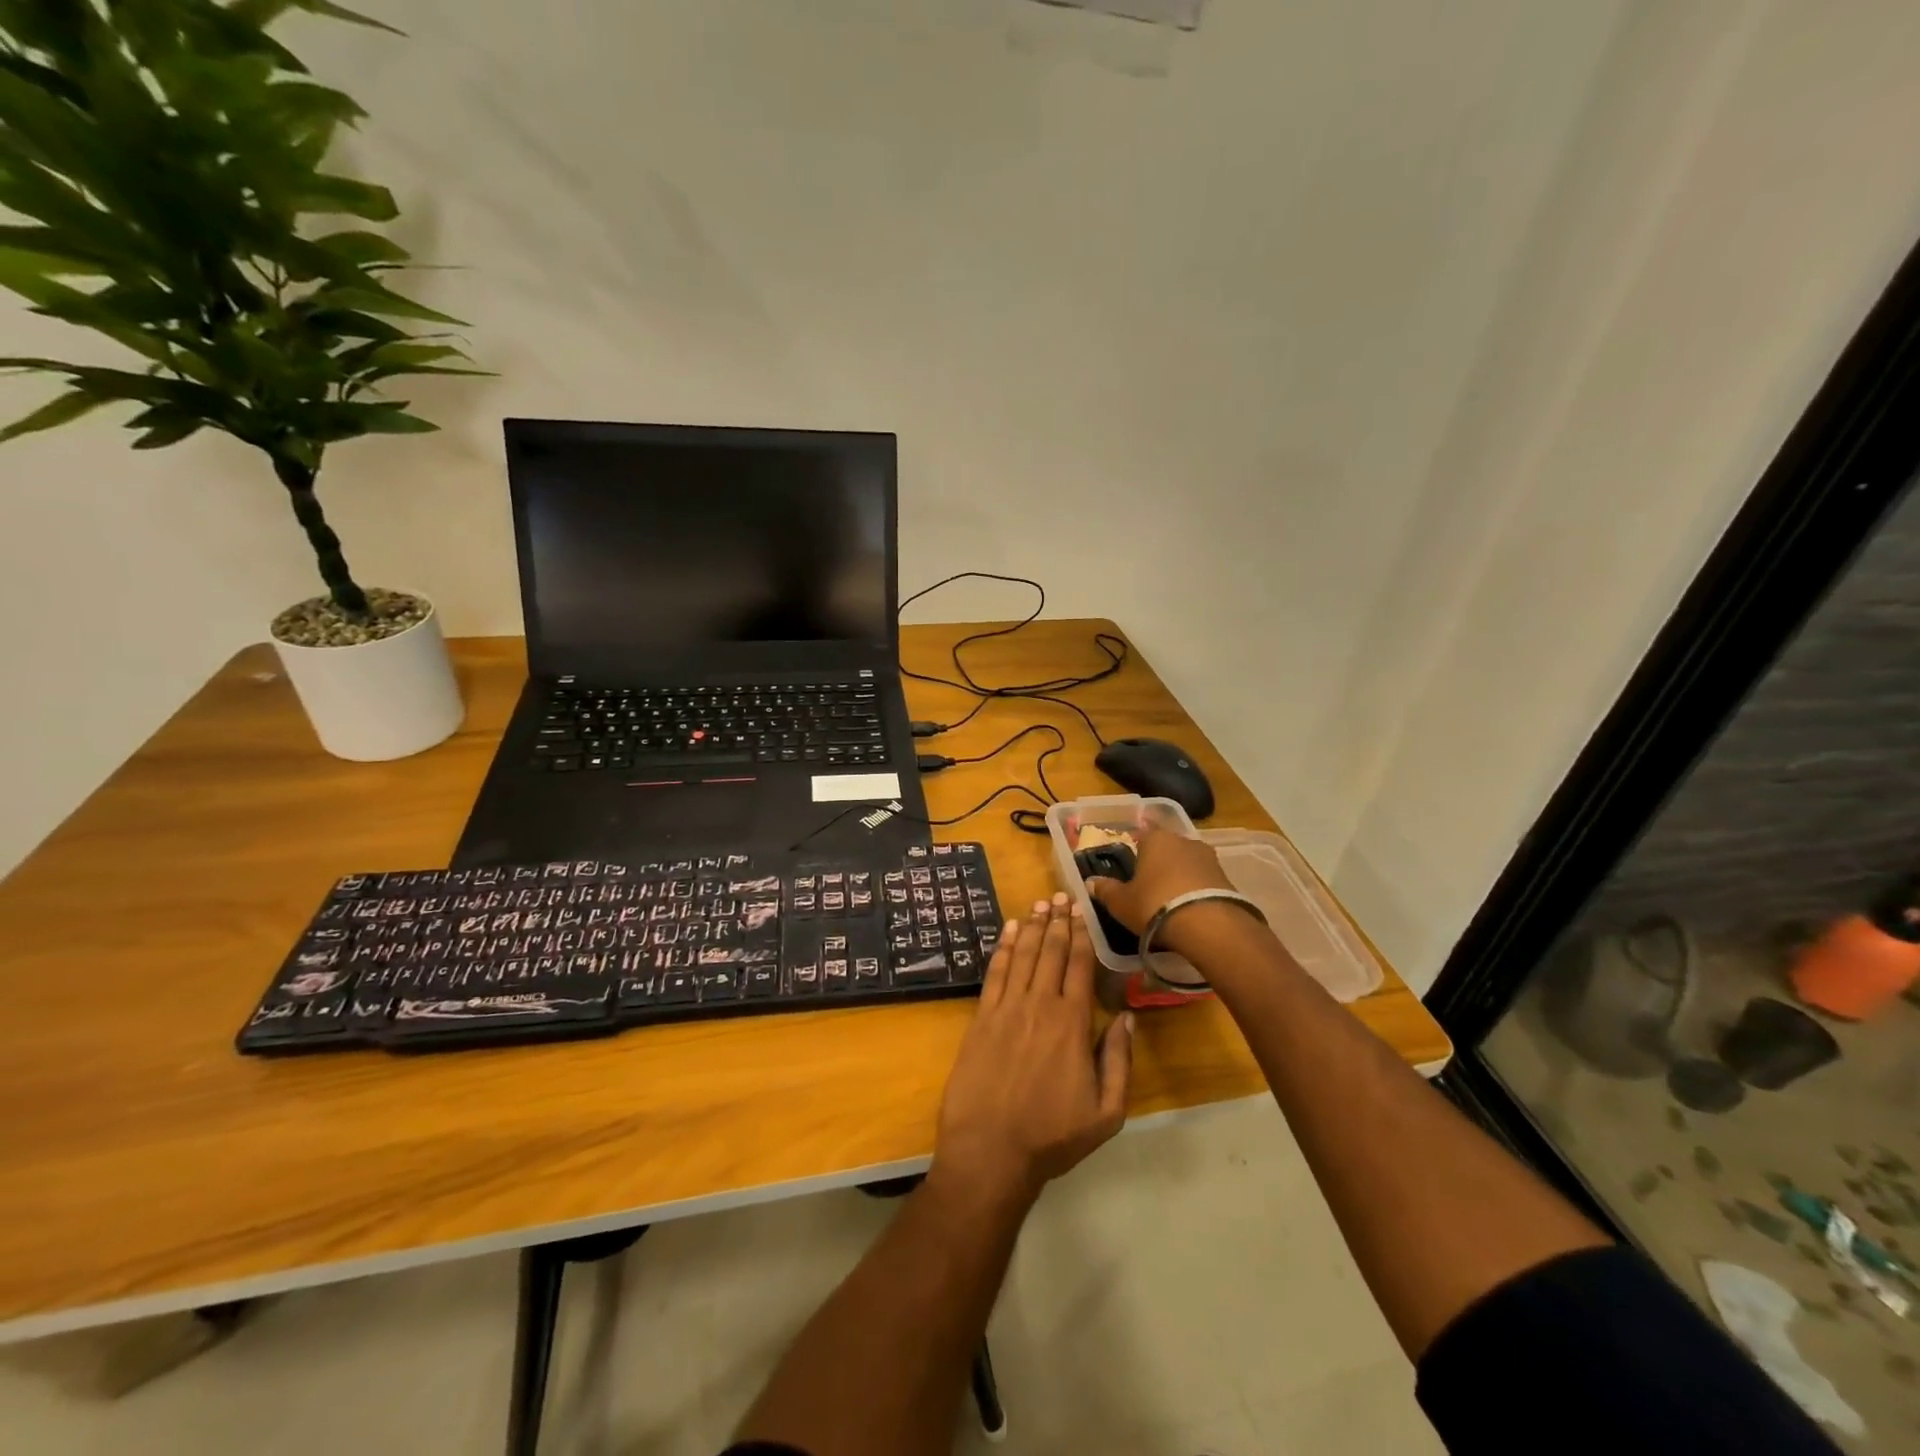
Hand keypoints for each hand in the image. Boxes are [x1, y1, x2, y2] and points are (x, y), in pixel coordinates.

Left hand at [934, 894, 1133, 1205]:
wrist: (990, 1150)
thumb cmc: (1052, 1136)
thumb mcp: (1106, 1112)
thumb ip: (1119, 1061)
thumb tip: (1129, 1018)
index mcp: (1073, 1024)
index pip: (1080, 966)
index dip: (1081, 936)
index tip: (1081, 912)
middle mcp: (1040, 1005)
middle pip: (1051, 952)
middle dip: (1058, 921)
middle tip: (1060, 895)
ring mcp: (1007, 1009)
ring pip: (1023, 955)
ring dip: (1033, 927)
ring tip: (1039, 903)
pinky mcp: (981, 1018)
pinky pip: (995, 972)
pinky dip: (1003, 947)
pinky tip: (1009, 930)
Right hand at [1084, 826, 1234, 950]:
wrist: (1208, 925)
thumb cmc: (1154, 904)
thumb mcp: (1121, 902)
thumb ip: (1106, 890)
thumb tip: (1090, 883)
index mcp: (1155, 838)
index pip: (1141, 834)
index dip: (1134, 848)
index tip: (1130, 864)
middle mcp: (1183, 840)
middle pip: (1167, 848)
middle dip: (1158, 863)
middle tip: (1147, 884)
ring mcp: (1208, 857)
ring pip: (1187, 863)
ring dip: (1179, 876)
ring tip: (1169, 899)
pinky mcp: (1226, 878)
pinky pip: (1203, 880)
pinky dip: (1195, 889)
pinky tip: (1188, 908)